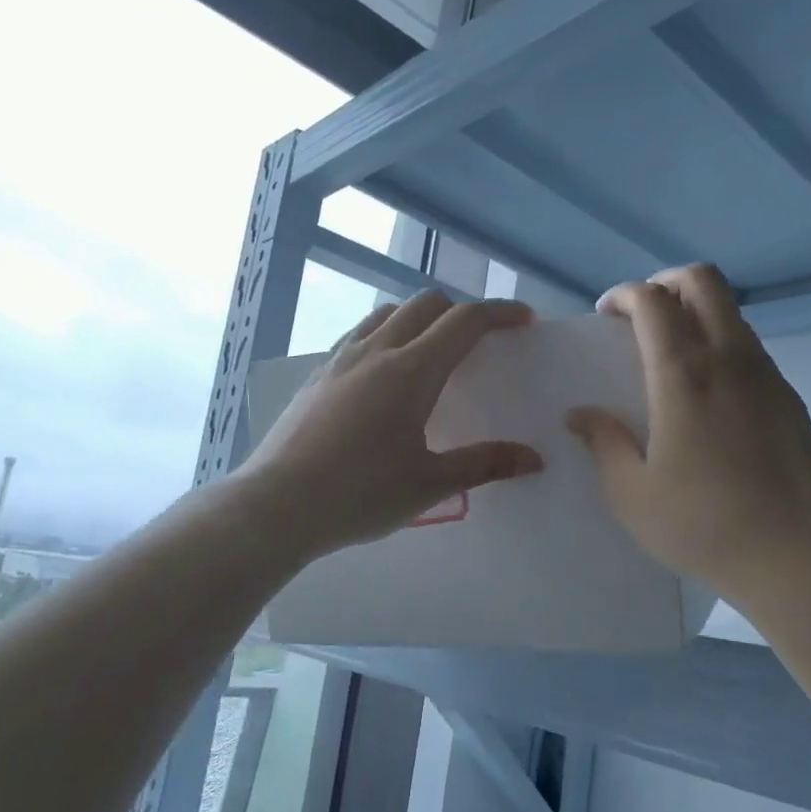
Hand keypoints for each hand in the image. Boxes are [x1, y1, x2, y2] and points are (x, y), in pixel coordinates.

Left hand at [241, 291, 542, 559]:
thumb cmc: (360, 495)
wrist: (276, 506)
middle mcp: (375, 351)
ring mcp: (340, 360)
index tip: (523, 319)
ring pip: (387, 314)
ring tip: (432, 353)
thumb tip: (534, 458)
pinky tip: (383, 375)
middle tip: (479, 343)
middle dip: (461, 312)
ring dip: (419, 319)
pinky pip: (358, 335)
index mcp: (411, 371)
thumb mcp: (429, 484)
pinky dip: (386, 335)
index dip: (499, 313)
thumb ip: (484, 464)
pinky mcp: (316, 376)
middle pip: (425, 305)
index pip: (464, 322)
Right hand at [566, 264, 810, 607]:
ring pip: (731, 312)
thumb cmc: (703, 525)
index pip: (653, 300)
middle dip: (665, 282)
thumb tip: (581, 415)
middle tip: (640, 316)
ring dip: (696, 313)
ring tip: (670, 357)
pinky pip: (750, 348)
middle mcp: (729, 359)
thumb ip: (603, 444)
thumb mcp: (632, 494)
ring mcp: (767, 376)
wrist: (797, 557)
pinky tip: (707, 395)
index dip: (625, 294)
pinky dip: (721, 344)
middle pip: (703, 282)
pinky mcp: (790, 398)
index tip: (607, 316)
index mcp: (684, 375)